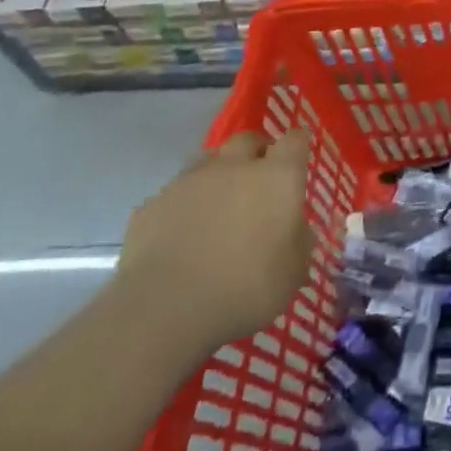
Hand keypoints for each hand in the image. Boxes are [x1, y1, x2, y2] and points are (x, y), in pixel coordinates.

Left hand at [116, 128, 314, 352]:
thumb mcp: (294, 271)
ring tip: (219, 205)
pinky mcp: (151, 206)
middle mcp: (234, 167)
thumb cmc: (246, 287)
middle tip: (260, 179)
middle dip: (257, 152)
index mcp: (277, 176)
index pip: (295, 140)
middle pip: (248, 140)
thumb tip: (296, 229)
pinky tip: (182, 235)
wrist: (164, 311)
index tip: (298, 163)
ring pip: (209, 162)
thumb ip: (299, 241)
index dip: (298, 147)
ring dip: (219, 175)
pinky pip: (174, 195)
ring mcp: (189, 182)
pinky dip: (183, 206)